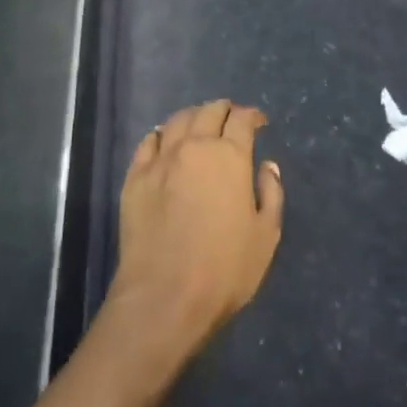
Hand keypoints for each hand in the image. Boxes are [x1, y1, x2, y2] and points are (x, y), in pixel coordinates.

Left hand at [107, 101, 282, 355]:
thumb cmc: (225, 269)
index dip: (252, 116)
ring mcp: (161, 159)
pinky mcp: (135, 177)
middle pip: (209, 112)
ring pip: (178, 121)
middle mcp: (194, 147)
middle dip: (223, 110)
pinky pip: (149, 142)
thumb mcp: (266, 236)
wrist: (164, 295)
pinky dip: (162, 135)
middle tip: (230, 118)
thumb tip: (268, 166)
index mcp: (229, 156)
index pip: (242, 120)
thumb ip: (271, 194)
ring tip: (200, 124)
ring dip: (193, 116)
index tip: (258, 122)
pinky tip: (165, 141)